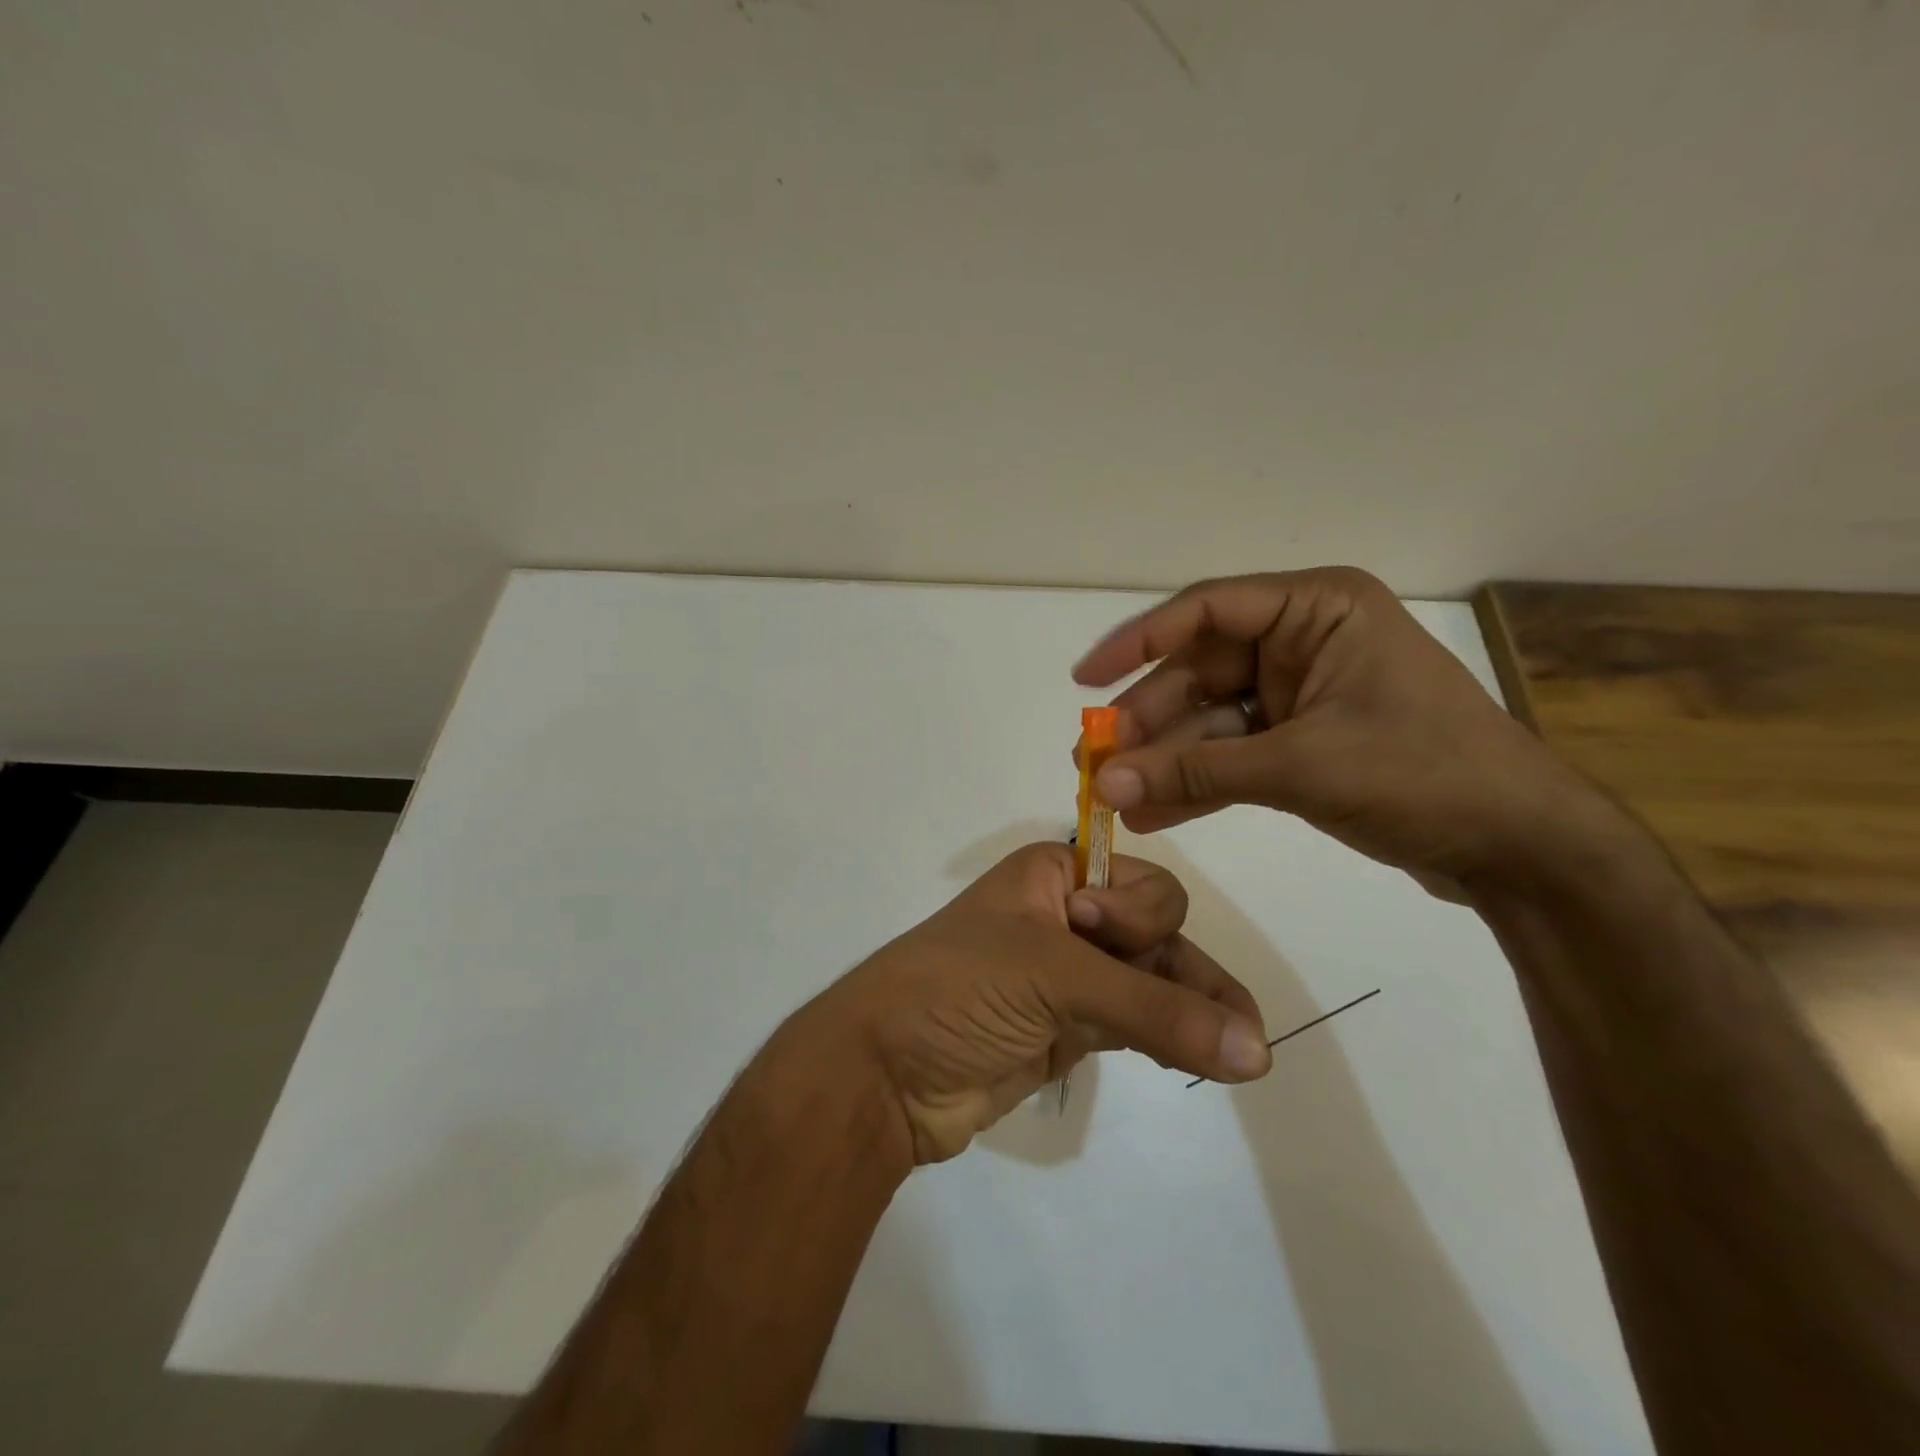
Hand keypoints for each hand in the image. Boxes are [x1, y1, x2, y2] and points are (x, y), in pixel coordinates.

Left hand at [802, 843, 1269, 1165]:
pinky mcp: (1068, 1028)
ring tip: (1248, 1052)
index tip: (1099, 936)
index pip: (1135, 880)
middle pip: (1153, 930)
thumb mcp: (1051, 976)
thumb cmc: (959, 989)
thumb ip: (1154, 1009)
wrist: (884, 1072)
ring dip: (1194, 1011)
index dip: (1136, 911)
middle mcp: (1064, 916)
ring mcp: (1067, 975)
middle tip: (1232, 1021)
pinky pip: (1136, 1022)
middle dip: (1184, 969)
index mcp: (1051, 875)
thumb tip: (1257, 1050)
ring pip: (1150, 980)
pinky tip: (1210, 1058)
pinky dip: (1171, 1037)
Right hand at [1071, 567, 1605, 896]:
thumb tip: (1104, 785)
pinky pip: (1233, 755)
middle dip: (1149, 723)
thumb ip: (1197, 772)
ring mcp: (1301, 694)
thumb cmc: (1423, 775)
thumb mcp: (1300, 767)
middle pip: (1200, 674)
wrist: (1517, 848)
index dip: (1138, 643)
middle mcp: (1303, 642)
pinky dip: (1197, 783)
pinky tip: (1152, 812)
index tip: (1085, 679)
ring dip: (1166, 760)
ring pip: (1211, 721)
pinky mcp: (1302, 742)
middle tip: (1094, 763)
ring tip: (1112, 796)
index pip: (1206, 611)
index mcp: (1317, 610)